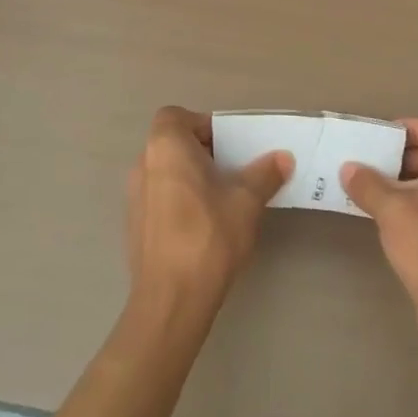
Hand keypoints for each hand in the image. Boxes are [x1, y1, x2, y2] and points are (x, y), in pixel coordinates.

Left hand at [125, 107, 292, 316]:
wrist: (171, 300)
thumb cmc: (208, 236)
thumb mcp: (246, 201)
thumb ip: (264, 174)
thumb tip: (283, 157)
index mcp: (165, 147)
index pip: (176, 116)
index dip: (202, 125)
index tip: (228, 146)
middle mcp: (143, 164)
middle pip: (171, 143)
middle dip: (202, 152)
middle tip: (232, 171)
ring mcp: (134, 196)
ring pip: (165, 171)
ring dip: (190, 177)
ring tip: (221, 199)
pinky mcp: (134, 225)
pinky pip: (158, 197)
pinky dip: (178, 200)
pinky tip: (202, 226)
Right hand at [341, 117, 417, 366]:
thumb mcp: (392, 209)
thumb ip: (368, 183)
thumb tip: (349, 168)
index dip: (410, 127)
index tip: (379, 138)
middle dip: (399, 156)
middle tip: (365, 163)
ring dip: (400, 183)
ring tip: (364, 189)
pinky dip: (408, 206)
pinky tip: (380, 218)